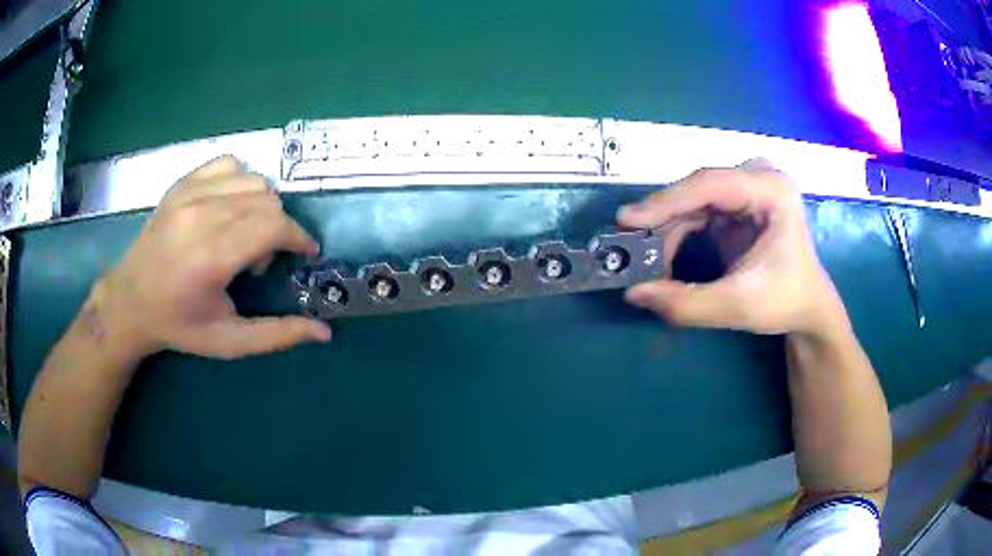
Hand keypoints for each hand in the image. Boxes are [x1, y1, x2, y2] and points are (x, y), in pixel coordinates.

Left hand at [94, 156, 331, 359]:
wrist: (129, 302)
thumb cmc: (179, 325)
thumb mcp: (228, 342)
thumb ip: (277, 335)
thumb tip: (324, 333)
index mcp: (210, 258)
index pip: (272, 225)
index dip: (298, 237)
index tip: (305, 253)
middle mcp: (200, 216)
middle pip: (267, 201)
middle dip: (279, 229)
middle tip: (261, 258)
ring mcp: (188, 194)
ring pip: (253, 180)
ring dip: (262, 206)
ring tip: (243, 233)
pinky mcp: (181, 184)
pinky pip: (229, 164)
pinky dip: (241, 182)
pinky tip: (230, 207)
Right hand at [617, 161, 845, 335]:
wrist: (807, 307)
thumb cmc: (785, 302)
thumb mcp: (738, 306)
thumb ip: (686, 303)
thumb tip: (634, 293)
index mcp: (772, 190)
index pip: (711, 185)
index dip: (667, 201)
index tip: (627, 220)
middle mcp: (759, 178)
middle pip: (699, 189)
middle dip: (664, 219)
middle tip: (629, 245)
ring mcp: (748, 188)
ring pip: (694, 200)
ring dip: (668, 229)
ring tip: (648, 261)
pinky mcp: (738, 203)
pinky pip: (699, 211)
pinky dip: (678, 233)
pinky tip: (666, 256)